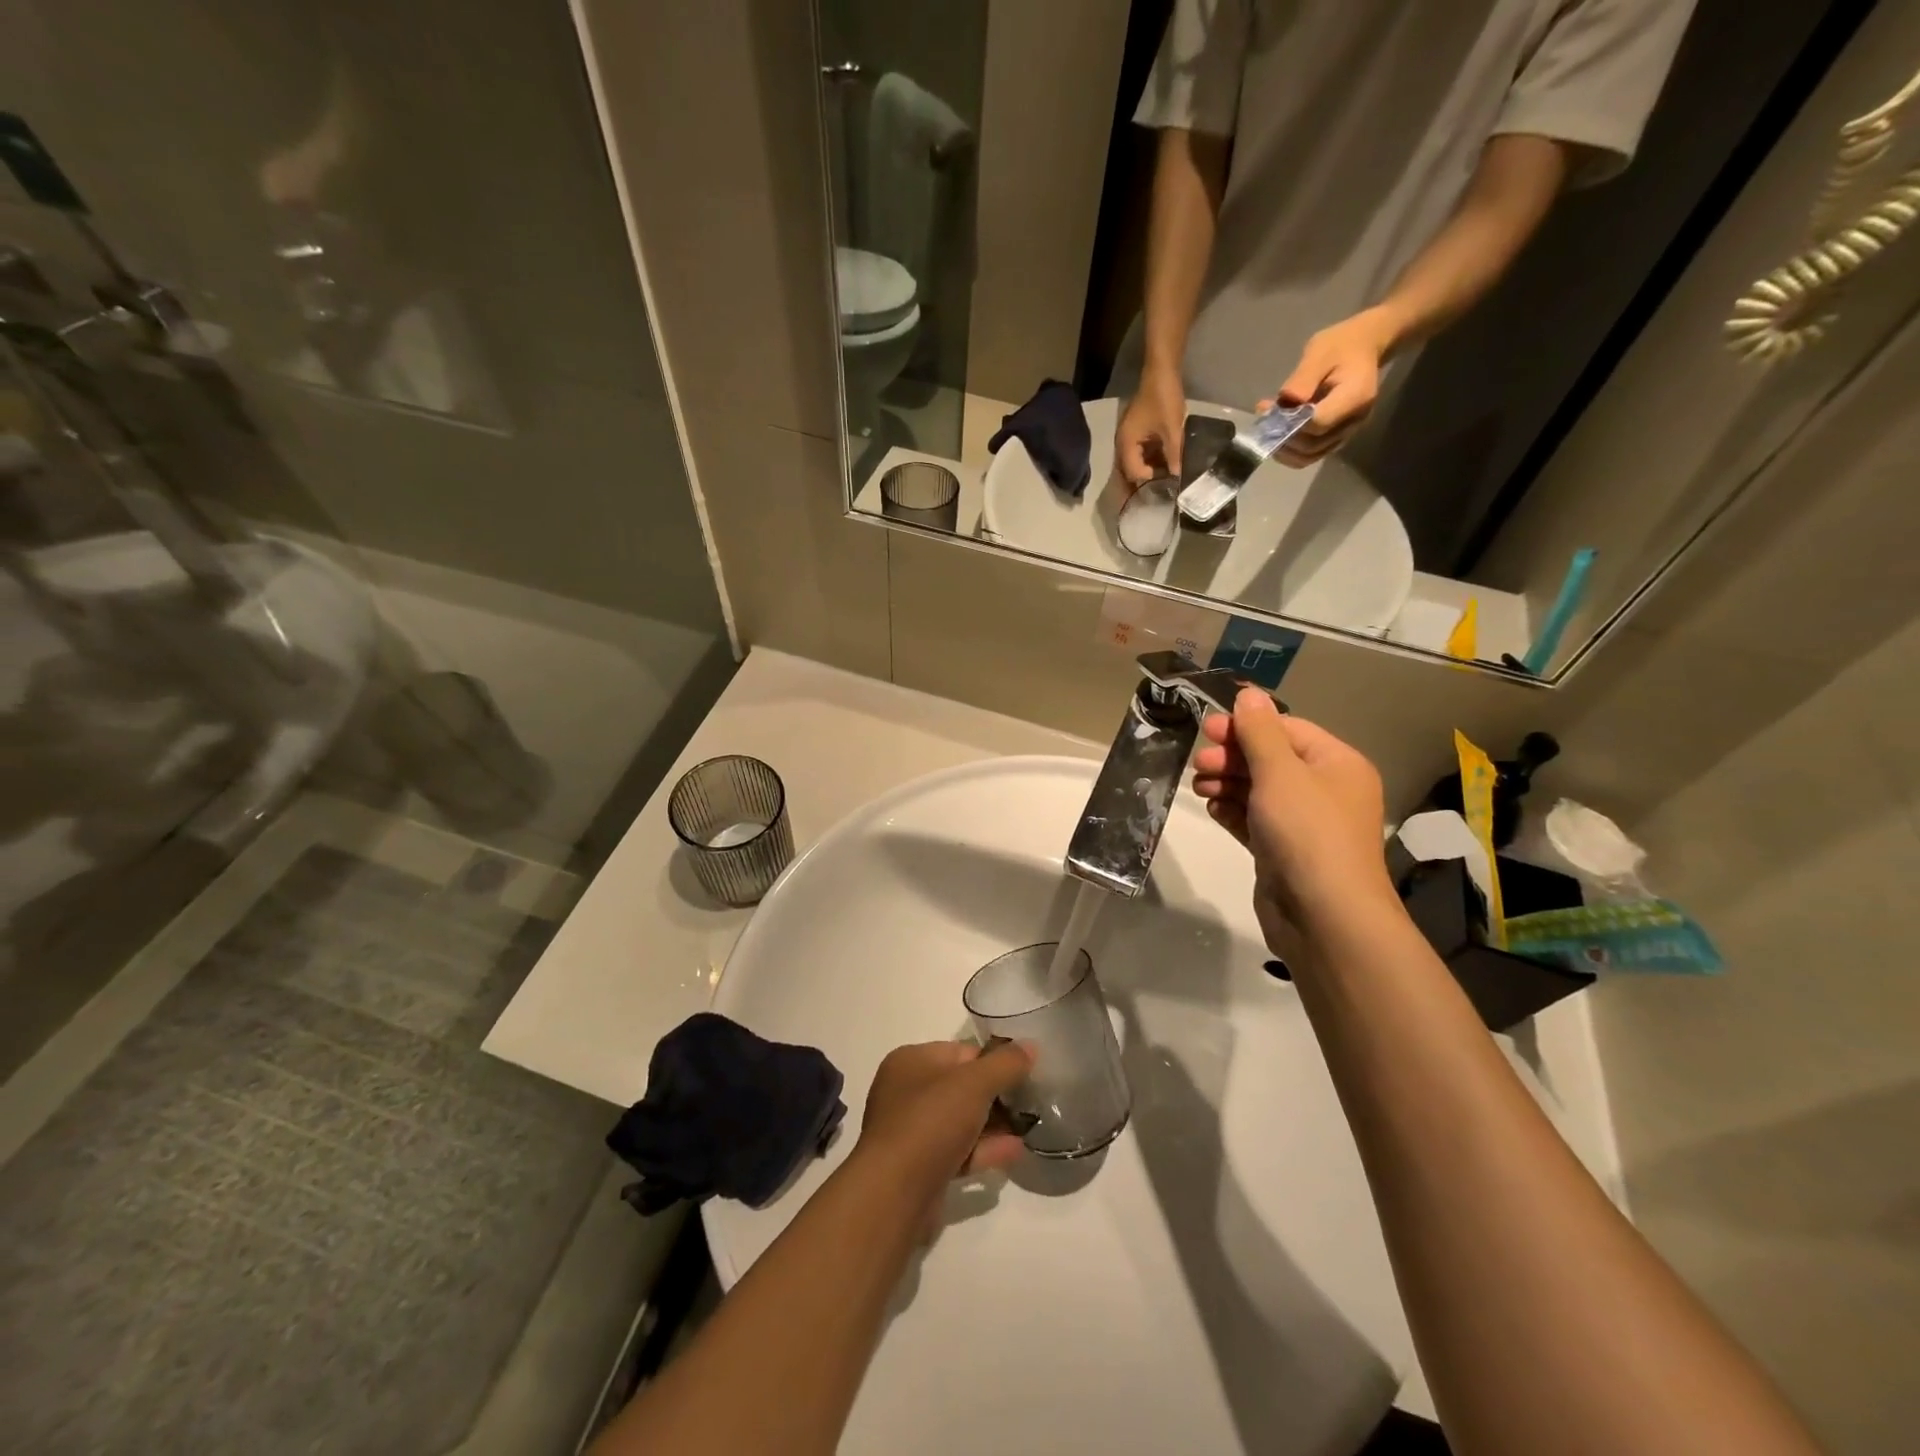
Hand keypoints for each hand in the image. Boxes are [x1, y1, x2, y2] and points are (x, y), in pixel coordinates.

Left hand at [853, 1040, 1032, 1227]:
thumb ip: (1005, 1064)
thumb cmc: (930, 1122)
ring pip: (960, 1121)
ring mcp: (911, 1132)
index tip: (1025, 1072)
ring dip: (993, 1125)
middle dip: (995, 1095)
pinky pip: (957, 1150)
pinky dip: (984, 1150)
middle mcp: (905, 1092)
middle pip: (961, 1086)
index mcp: (910, 1061)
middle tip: (1030, 1101)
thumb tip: (1031, 1046)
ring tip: (1029, 1127)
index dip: (993, 1060)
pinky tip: (1015, 1151)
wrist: (895, 1194)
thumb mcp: (974, 1084)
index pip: (960, 1052)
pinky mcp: (919, 1167)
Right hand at [1116, 365, 1186, 484]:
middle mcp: (1122, 445)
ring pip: (1134, 464)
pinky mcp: (1135, 435)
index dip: (1149, 480)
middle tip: (1163, 489)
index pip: (1133, 473)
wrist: (1160, 372)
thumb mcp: (1172, 429)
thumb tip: (1177, 476)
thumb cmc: (1164, 399)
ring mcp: (1127, 439)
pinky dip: (1149, 461)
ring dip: (1148, 471)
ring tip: (1165, 478)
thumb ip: (1173, 455)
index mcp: (1126, 444)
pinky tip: (1164, 464)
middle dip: (1145, 481)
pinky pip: (1139, 454)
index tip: (1167, 484)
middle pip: (1129, 472)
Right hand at [1190, 690, 1398, 951]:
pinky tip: (1212, 808)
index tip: (1206, 729)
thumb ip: (1260, 732)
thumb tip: (1249, 694)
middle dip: (1232, 757)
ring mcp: (1303, 824)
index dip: (1245, 726)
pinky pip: (1254, 820)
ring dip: (1227, 783)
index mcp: (1336, 764)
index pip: (1287, 729)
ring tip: (1199, 786)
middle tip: (1198, 762)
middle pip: (1270, 759)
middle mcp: (1324, 790)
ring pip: (1258, 790)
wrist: (1323, 916)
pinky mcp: (1282, 851)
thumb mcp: (1280, 773)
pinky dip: (1232, 811)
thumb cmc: (1306, 833)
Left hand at [1262, 308, 1397, 466]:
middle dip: (1283, 437)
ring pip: (1308, 457)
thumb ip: (1303, 379)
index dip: (1292, 423)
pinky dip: (1290, 449)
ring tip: (1267, 426)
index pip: (1318, 424)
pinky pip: (1310, 454)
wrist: (1363, 347)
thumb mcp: (1319, 352)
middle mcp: (1353, 422)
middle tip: (1265, 416)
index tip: (1271, 410)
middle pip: (1312, 446)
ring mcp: (1346, 433)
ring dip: (1282, 448)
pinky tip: (1278, 431)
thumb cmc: (1340, 345)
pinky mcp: (1336, 438)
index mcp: (1355, 398)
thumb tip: (1286, 401)